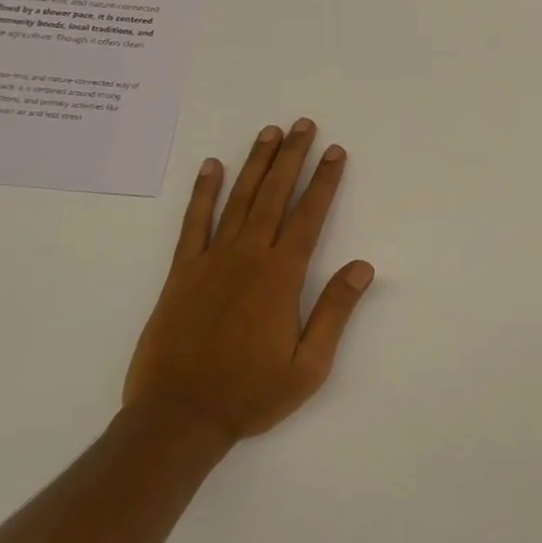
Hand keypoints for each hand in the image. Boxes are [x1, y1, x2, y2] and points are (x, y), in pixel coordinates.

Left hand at [124, 119, 374, 442]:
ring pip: (239, 199)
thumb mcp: (309, 365)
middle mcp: (248, 257)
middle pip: (274, 195)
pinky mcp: (181, 272)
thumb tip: (363, 266)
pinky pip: (194, 223)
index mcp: (281, 276)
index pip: (309, 215)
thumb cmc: (250, 394)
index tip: (335, 151)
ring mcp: (211, 260)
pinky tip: (211, 167)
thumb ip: (335, 311)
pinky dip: (203, 193)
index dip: (324, 181)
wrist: (179, 418)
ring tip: (269, 132)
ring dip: (255, 163)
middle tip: (303, 124)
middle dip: (292, 157)